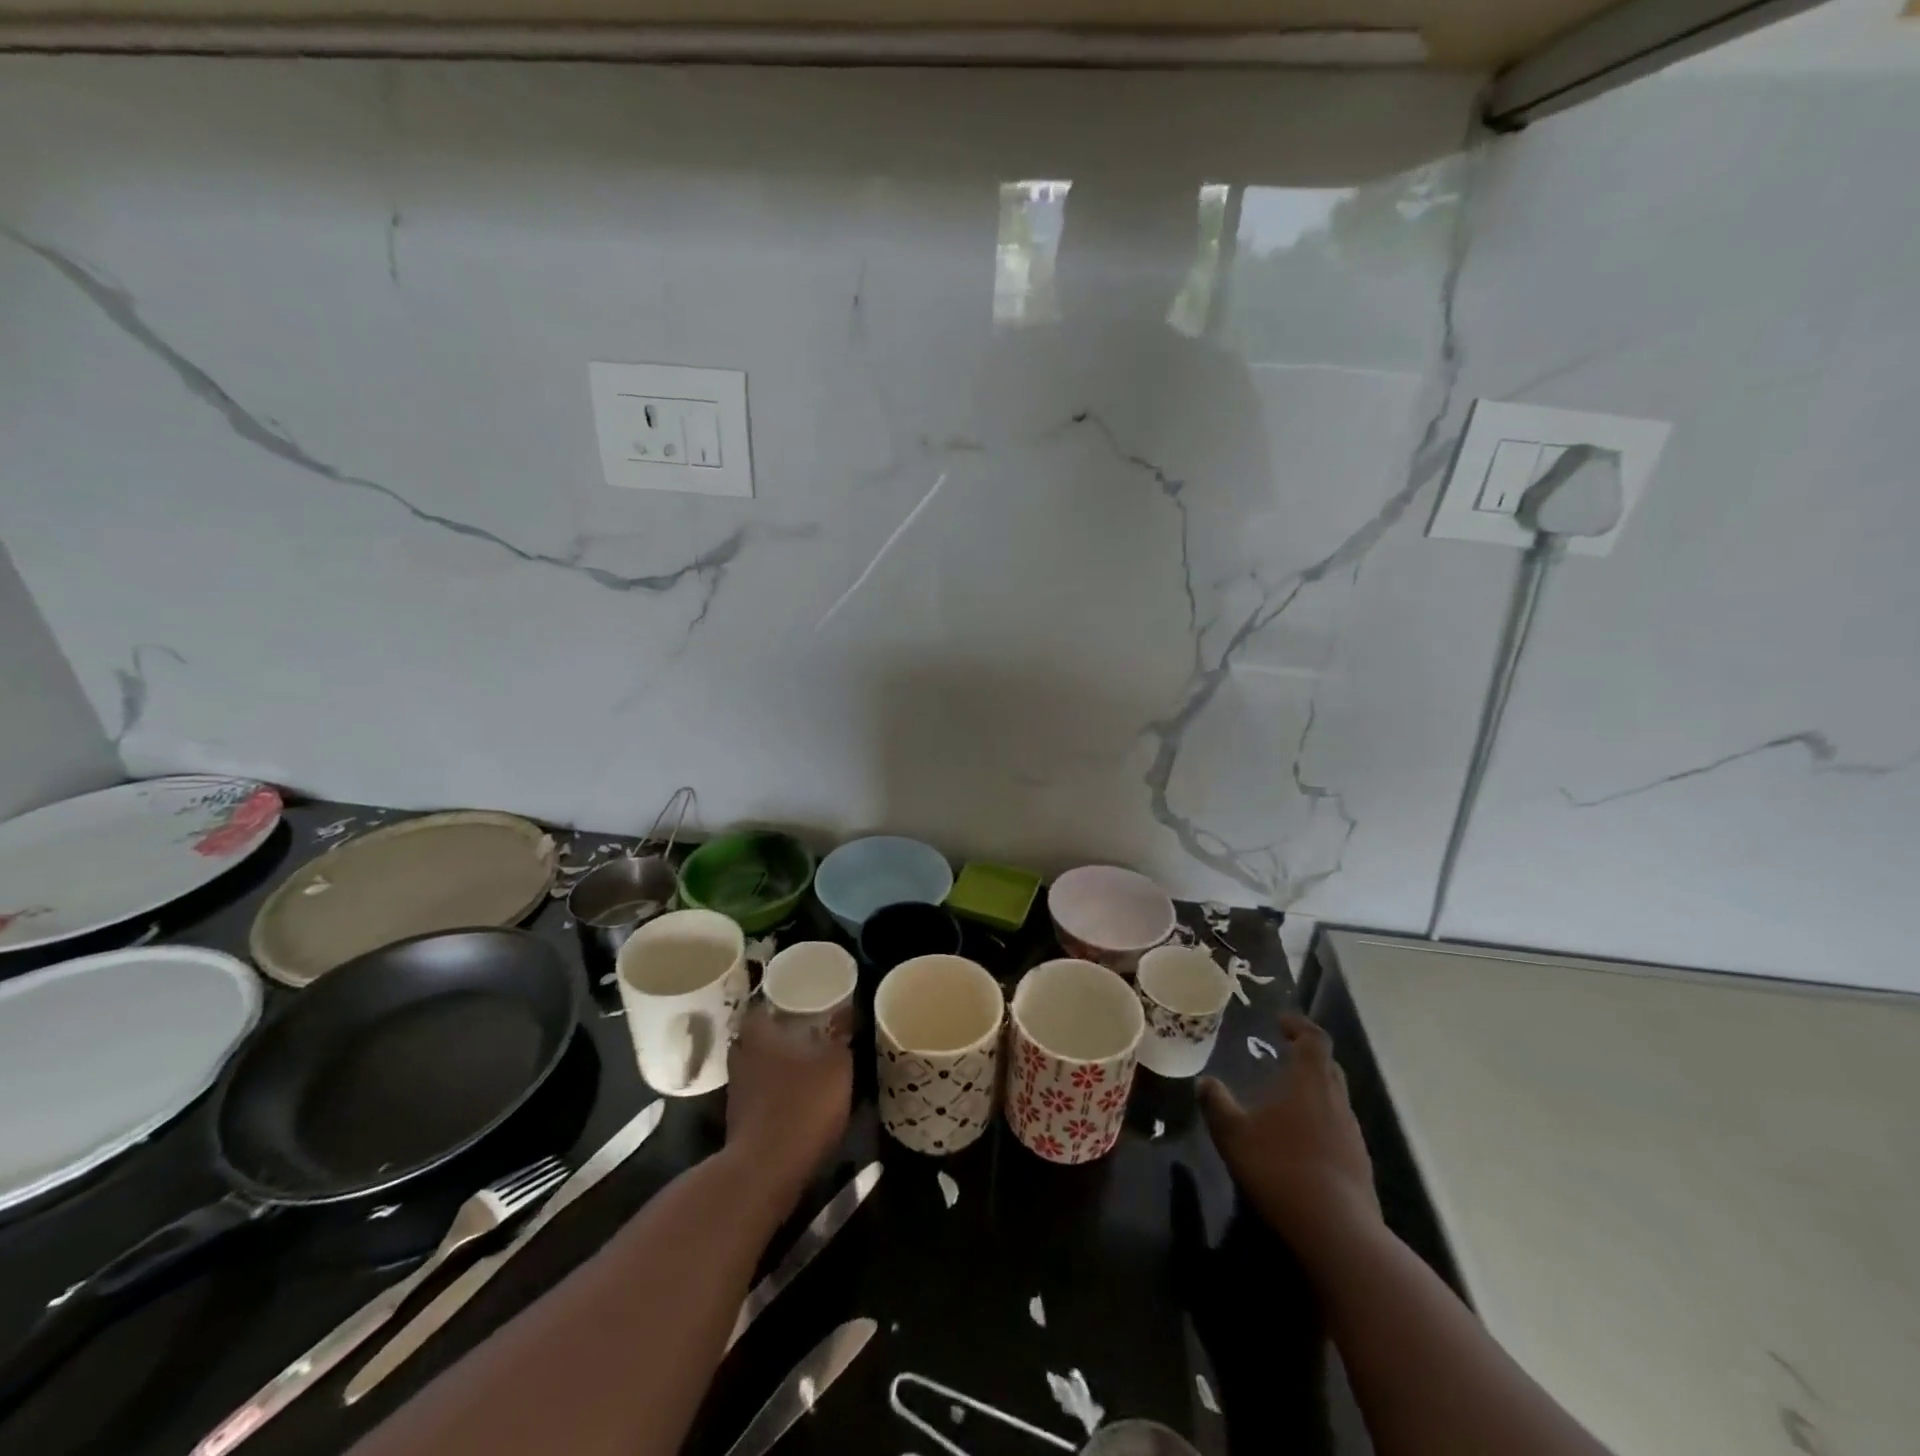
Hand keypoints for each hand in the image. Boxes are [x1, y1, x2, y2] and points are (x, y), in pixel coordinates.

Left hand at [723, 1005, 851, 1200]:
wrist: (766, 1169)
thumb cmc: (802, 1103)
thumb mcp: (836, 1065)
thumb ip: (840, 1037)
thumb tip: (846, 1013)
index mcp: (759, 1033)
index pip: (761, 1004)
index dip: (778, 1001)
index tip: (799, 1000)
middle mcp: (740, 1056)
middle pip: (756, 1036)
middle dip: (777, 1034)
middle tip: (805, 1030)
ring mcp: (736, 1090)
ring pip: (756, 1065)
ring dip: (775, 1065)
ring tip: (805, 1063)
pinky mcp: (739, 1120)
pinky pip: (758, 1093)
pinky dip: (774, 1092)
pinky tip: (796, 1096)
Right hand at [1199, 1014, 1381, 1263]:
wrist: (1338, 1233)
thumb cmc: (1282, 1168)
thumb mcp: (1234, 1135)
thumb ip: (1217, 1104)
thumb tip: (1204, 1082)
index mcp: (1310, 1082)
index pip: (1314, 1039)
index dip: (1299, 1025)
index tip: (1281, 1022)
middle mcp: (1337, 1101)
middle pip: (1329, 1067)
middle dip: (1308, 1056)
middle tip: (1283, 1055)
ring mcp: (1353, 1135)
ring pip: (1335, 1099)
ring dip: (1314, 1092)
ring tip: (1286, 1100)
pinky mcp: (1359, 1166)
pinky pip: (1339, 1130)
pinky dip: (1320, 1123)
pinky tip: (1300, 1142)